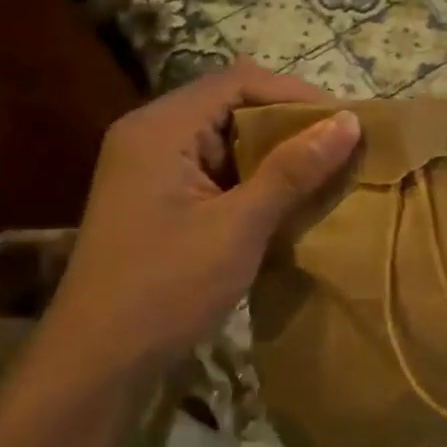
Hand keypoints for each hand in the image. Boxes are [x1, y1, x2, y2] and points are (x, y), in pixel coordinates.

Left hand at [38, 61, 360, 381]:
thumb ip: (293, 170)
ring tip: (325, 176)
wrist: (98, 364)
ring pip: (228, 141)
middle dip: (291, 125)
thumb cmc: (166, 287)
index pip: (239, 81)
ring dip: (277, 155)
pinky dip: (257, 181)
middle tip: (342, 151)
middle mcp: (152, 137)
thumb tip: (348, 122)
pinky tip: (289, 204)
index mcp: (160, 128)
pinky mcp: (162, 201)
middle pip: (233, 106)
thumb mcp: (239, 227)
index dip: (298, 95)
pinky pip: (218, 172)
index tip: (347, 124)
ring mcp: (154, 170)